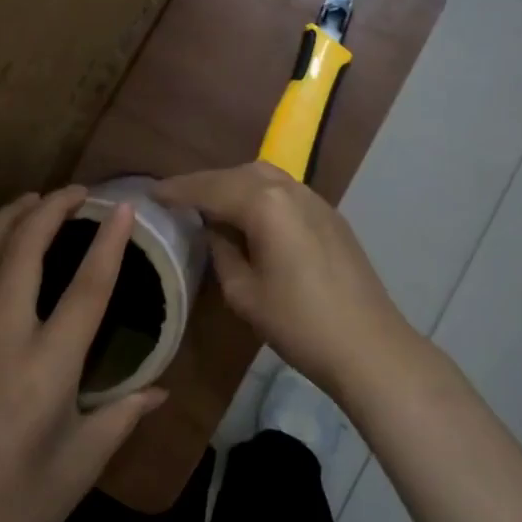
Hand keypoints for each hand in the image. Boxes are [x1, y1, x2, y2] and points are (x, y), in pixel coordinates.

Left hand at [0, 187, 166, 521]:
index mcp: (46, 369)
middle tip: (77, 191)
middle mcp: (2, 337)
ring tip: (33, 199)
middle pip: (22, 250)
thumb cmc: (15, 512)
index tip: (124, 207)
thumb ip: (121, 418)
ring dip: (9, 217)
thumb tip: (159, 390)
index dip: (108, 243)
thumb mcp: (80, 467)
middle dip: (50, 209)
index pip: (86, 289)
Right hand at [154, 162, 416, 398]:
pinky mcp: (330, 216)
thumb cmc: (299, 324)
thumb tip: (215, 230)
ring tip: (210, 205)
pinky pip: (284, 192)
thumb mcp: (244, 292)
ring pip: (264, 177)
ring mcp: (315, 200)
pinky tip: (249, 216)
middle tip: (177, 199)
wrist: (369, 347)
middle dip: (205, 183)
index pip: (210, 189)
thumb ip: (222, 251)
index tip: (151, 193)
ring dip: (233, 185)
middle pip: (237, 174)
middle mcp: (290, 189)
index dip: (178, 191)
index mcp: (265, 204)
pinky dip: (259, 195)